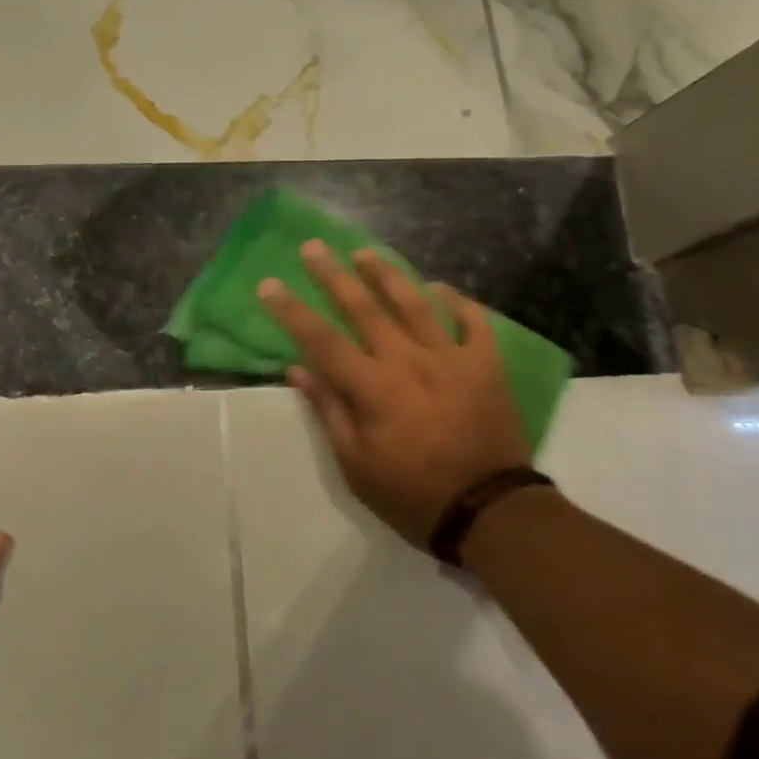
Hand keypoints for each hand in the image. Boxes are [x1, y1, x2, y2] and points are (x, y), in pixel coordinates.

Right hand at [258, 242, 532, 549]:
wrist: (490, 511)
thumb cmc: (412, 494)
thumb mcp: (355, 464)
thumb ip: (329, 410)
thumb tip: (298, 369)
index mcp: (372, 387)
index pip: (321, 339)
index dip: (291, 310)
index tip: (268, 284)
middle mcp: (408, 360)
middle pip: (364, 308)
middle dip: (333, 275)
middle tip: (313, 247)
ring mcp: (451, 358)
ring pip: (415, 304)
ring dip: (387, 275)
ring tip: (365, 253)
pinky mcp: (486, 366)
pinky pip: (473, 323)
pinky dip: (457, 302)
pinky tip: (440, 288)